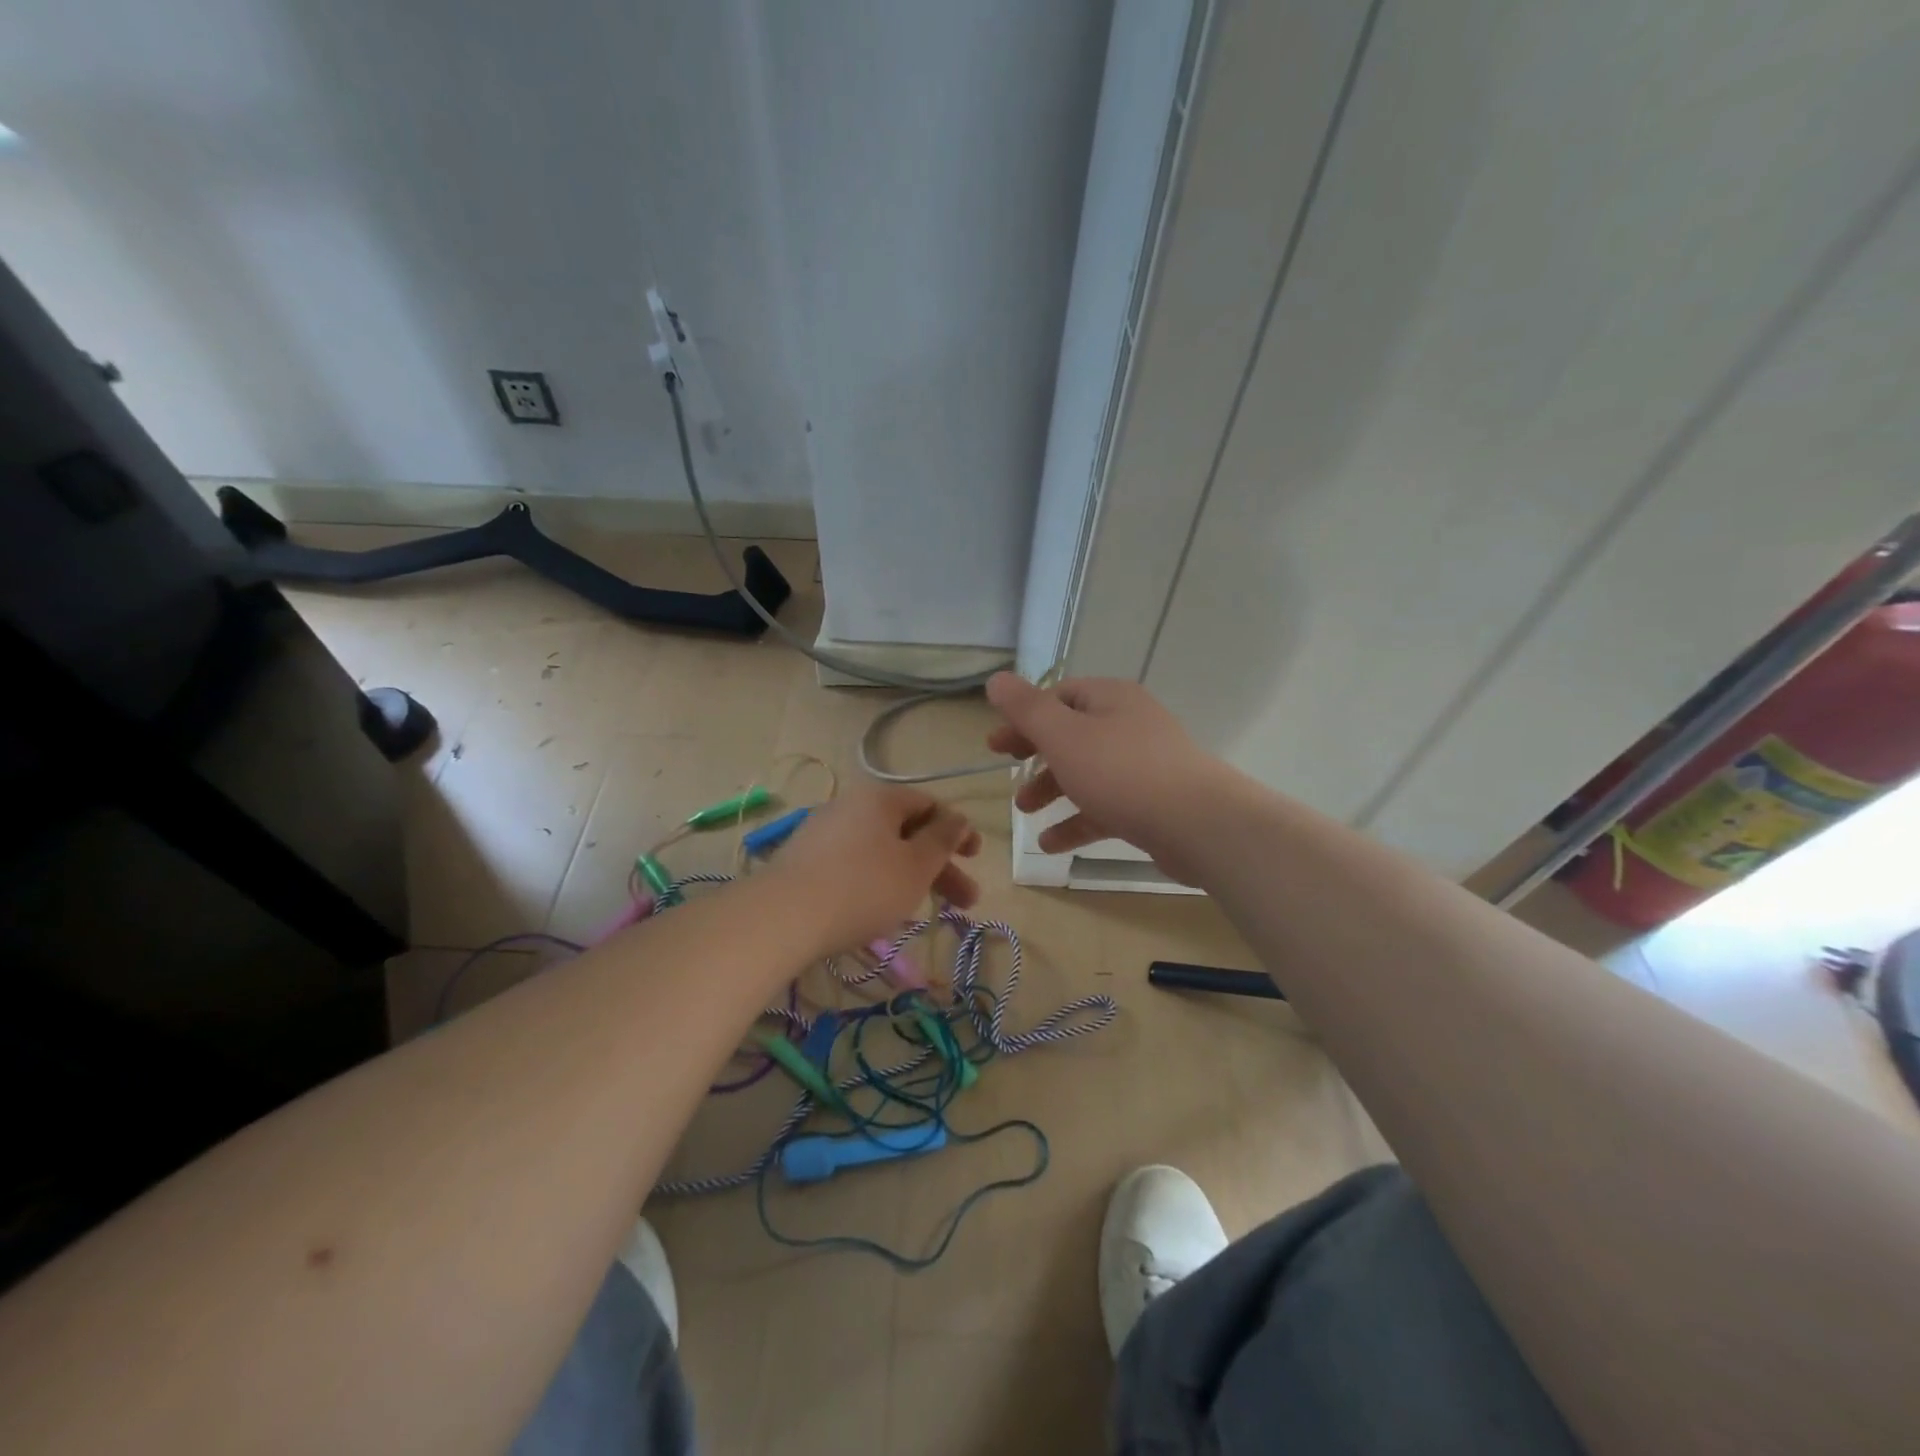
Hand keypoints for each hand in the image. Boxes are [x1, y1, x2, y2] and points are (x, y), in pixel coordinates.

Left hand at [762, 784, 981, 952]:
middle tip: (966, 901)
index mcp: (879, 798)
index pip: (928, 804)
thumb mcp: (917, 865)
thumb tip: (958, 817)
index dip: (956, 829)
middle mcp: (850, 806)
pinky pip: (854, 865)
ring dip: (910, 877)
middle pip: (906, 831)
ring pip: (881, 851)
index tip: (975, 857)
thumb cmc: (864, 886)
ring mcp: (824, 833)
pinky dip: (878, 883)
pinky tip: (881, 911)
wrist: (784, 917)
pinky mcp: (806, 861)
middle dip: (940, 866)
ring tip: (924, 912)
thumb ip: (943, 839)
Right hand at [985, 673, 1228, 882]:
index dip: (1024, 718)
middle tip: (1009, 779)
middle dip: (1036, 758)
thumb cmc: (1122, 772)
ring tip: (1025, 813)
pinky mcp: (1151, 803)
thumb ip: (1026, 709)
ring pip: (1086, 772)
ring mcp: (1143, 765)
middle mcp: (1128, 725)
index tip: (996, 746)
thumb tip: (996, 679)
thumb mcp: (1063, 736)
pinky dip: (1076, 822)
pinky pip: (1105, 806)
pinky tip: (1050, 844)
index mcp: (1110, 699)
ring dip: (1052, 791)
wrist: (1198, 824)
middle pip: (1071, 735)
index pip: (1059, 697)